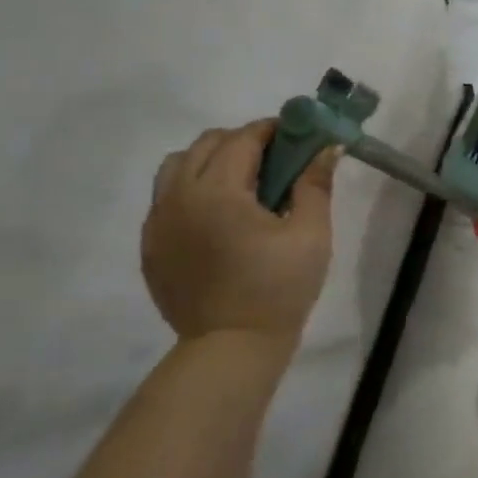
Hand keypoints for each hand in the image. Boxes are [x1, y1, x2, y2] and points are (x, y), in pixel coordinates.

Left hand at [141, 120, 337, 349]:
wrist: (231, 347)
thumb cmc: (279, 287)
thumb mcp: (311, 234)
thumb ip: (315, 184)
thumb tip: (326, 147)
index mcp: (217, 191)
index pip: (242, 139)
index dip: (272, 129)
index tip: (297, 135)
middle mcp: (178, 197)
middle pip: (205, 144)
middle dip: (241, 141)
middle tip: (275, 160)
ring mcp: (157, 222)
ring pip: (177, 167)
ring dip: (210, 161)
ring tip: (241, 185)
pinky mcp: (151, 246)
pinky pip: (165, 198)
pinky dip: (191, 190)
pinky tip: (219, 217)